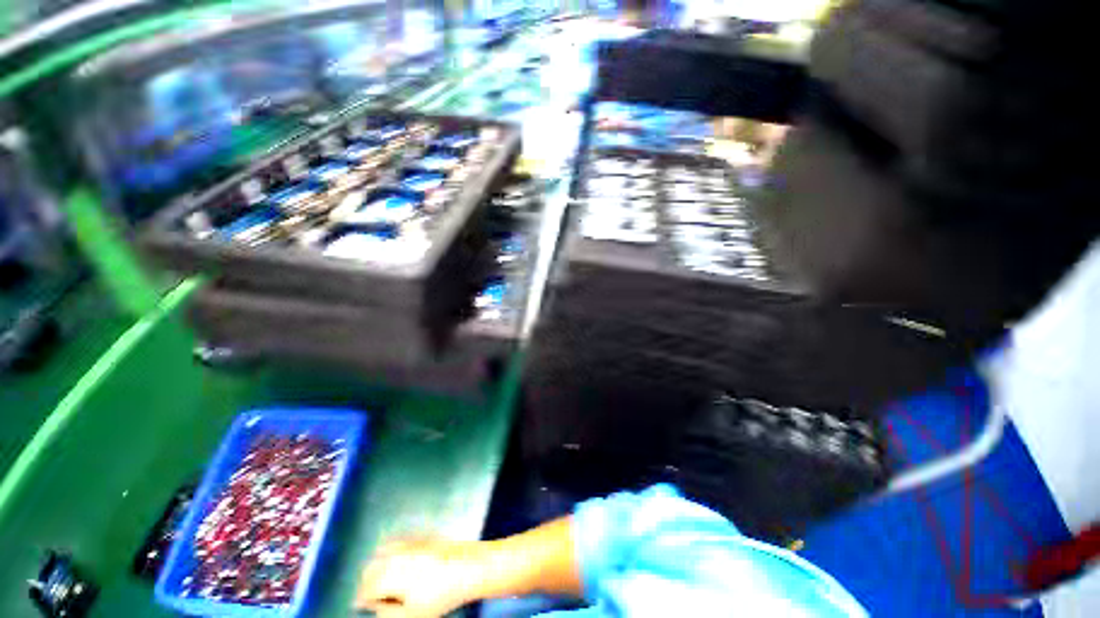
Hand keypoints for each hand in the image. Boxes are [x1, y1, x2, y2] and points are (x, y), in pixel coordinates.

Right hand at [356, 538, 481, 617]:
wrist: (468, 567)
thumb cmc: (440, 595)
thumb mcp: (410, 614)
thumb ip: (386, 612)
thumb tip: (375, 607)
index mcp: (388, 574)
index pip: (364, 590)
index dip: (365, 602)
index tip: (371, 608)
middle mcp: (394, 553)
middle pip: (370, 568)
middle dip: (370, 583)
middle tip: (379, 597)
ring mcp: (408, 540)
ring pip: (382, 552)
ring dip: (380, 565)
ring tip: (390, 582)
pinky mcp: (421, 533)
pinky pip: (399, 540)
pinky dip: (393, 550)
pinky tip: (402, 562)